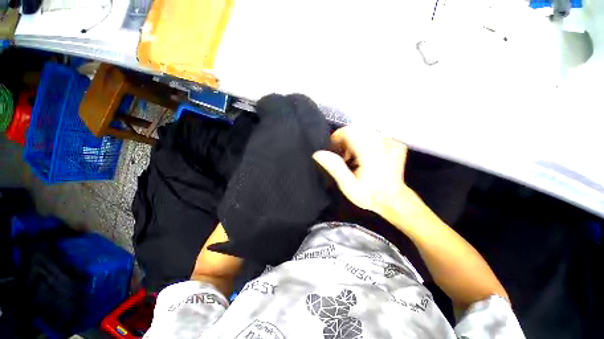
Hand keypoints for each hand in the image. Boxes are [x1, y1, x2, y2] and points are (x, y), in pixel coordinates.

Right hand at [313, 125, 423, 221]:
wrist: (394, 199)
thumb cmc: (370, 195)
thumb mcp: (349, 186)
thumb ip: (335, 168)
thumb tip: (319, 154)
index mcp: (371, 153)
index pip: (350, 132)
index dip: (337, 137)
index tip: (334, 149)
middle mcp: (383, 143)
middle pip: (357, 128)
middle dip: (345, 138)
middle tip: (343, 155)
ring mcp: (391, 142)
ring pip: (365, 129)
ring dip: (355, 139)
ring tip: (353, 156)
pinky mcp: (395, 143)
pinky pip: (375, 134)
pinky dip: (365, 141)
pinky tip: (365, 155)